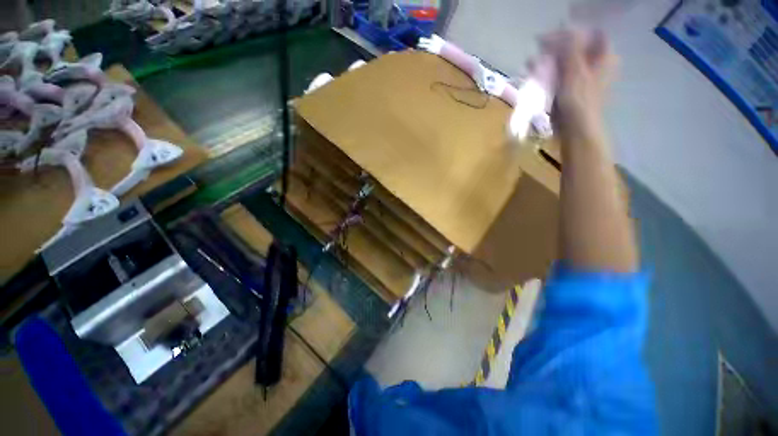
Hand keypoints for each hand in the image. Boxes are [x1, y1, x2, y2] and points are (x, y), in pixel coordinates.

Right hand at [540, 29, 615, 137]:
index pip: (588, 33)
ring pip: (563, 61)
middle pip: (574, 47)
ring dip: (547, 60)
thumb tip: (564, 30)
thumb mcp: (575, 71)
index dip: (570, 32)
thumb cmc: (578, 101)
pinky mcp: (569, 89)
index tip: (550, 37)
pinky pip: (558, 74)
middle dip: (555, 47)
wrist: (574, 129)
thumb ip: (570, 48)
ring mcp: (581, 77)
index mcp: (602, 56)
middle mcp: (593, 64)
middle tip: (538, 51)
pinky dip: (546, 73)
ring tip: (531, 64)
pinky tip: (533, 75)